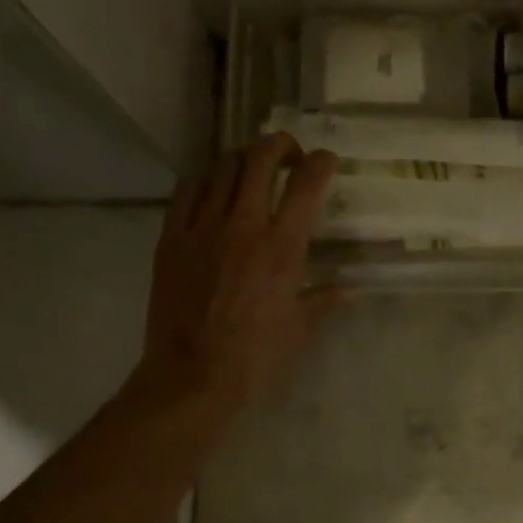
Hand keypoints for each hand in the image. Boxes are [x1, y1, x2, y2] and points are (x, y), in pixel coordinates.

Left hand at [125, 134, 341, 419]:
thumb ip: (325, 300)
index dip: (321, 164)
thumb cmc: (256, 357)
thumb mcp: (300, 329)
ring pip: (222, 168)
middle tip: (289, 155)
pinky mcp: (171, 239)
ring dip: (243, 159)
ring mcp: (202, 228)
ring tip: (252, 169)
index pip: (306, 185)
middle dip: (280, 145)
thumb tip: (351, 289)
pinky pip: (187, 191)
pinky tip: (213, 192)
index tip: (327, 162)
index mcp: (282, 247)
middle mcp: (243, 225)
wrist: (192, 376)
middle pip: (260, 159)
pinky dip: (206, 181)